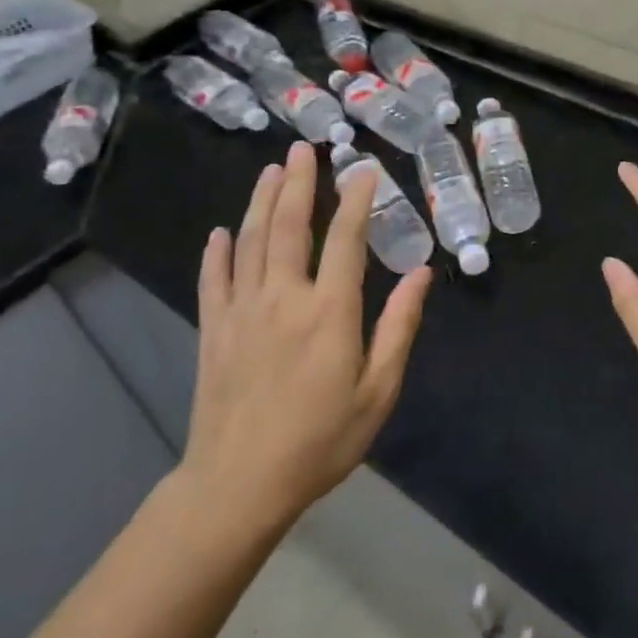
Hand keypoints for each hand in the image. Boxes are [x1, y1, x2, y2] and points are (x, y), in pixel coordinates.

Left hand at [179, 140, 430, 544]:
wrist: (238, 487)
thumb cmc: (320, 440)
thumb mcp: (378, 390)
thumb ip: (400, 327)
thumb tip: (423, 274)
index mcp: (329, 311)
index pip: (344, 239)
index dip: (355, 200)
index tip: (363, 170)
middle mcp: (283, 298)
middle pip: (288, 227)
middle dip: (298, 184)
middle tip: (301, 149)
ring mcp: (242, 312)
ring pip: (249, 242)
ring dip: (260, 202)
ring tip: (270, 171)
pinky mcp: (214, 331)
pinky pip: (214, 280)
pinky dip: (216, 252)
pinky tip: (219, 231)